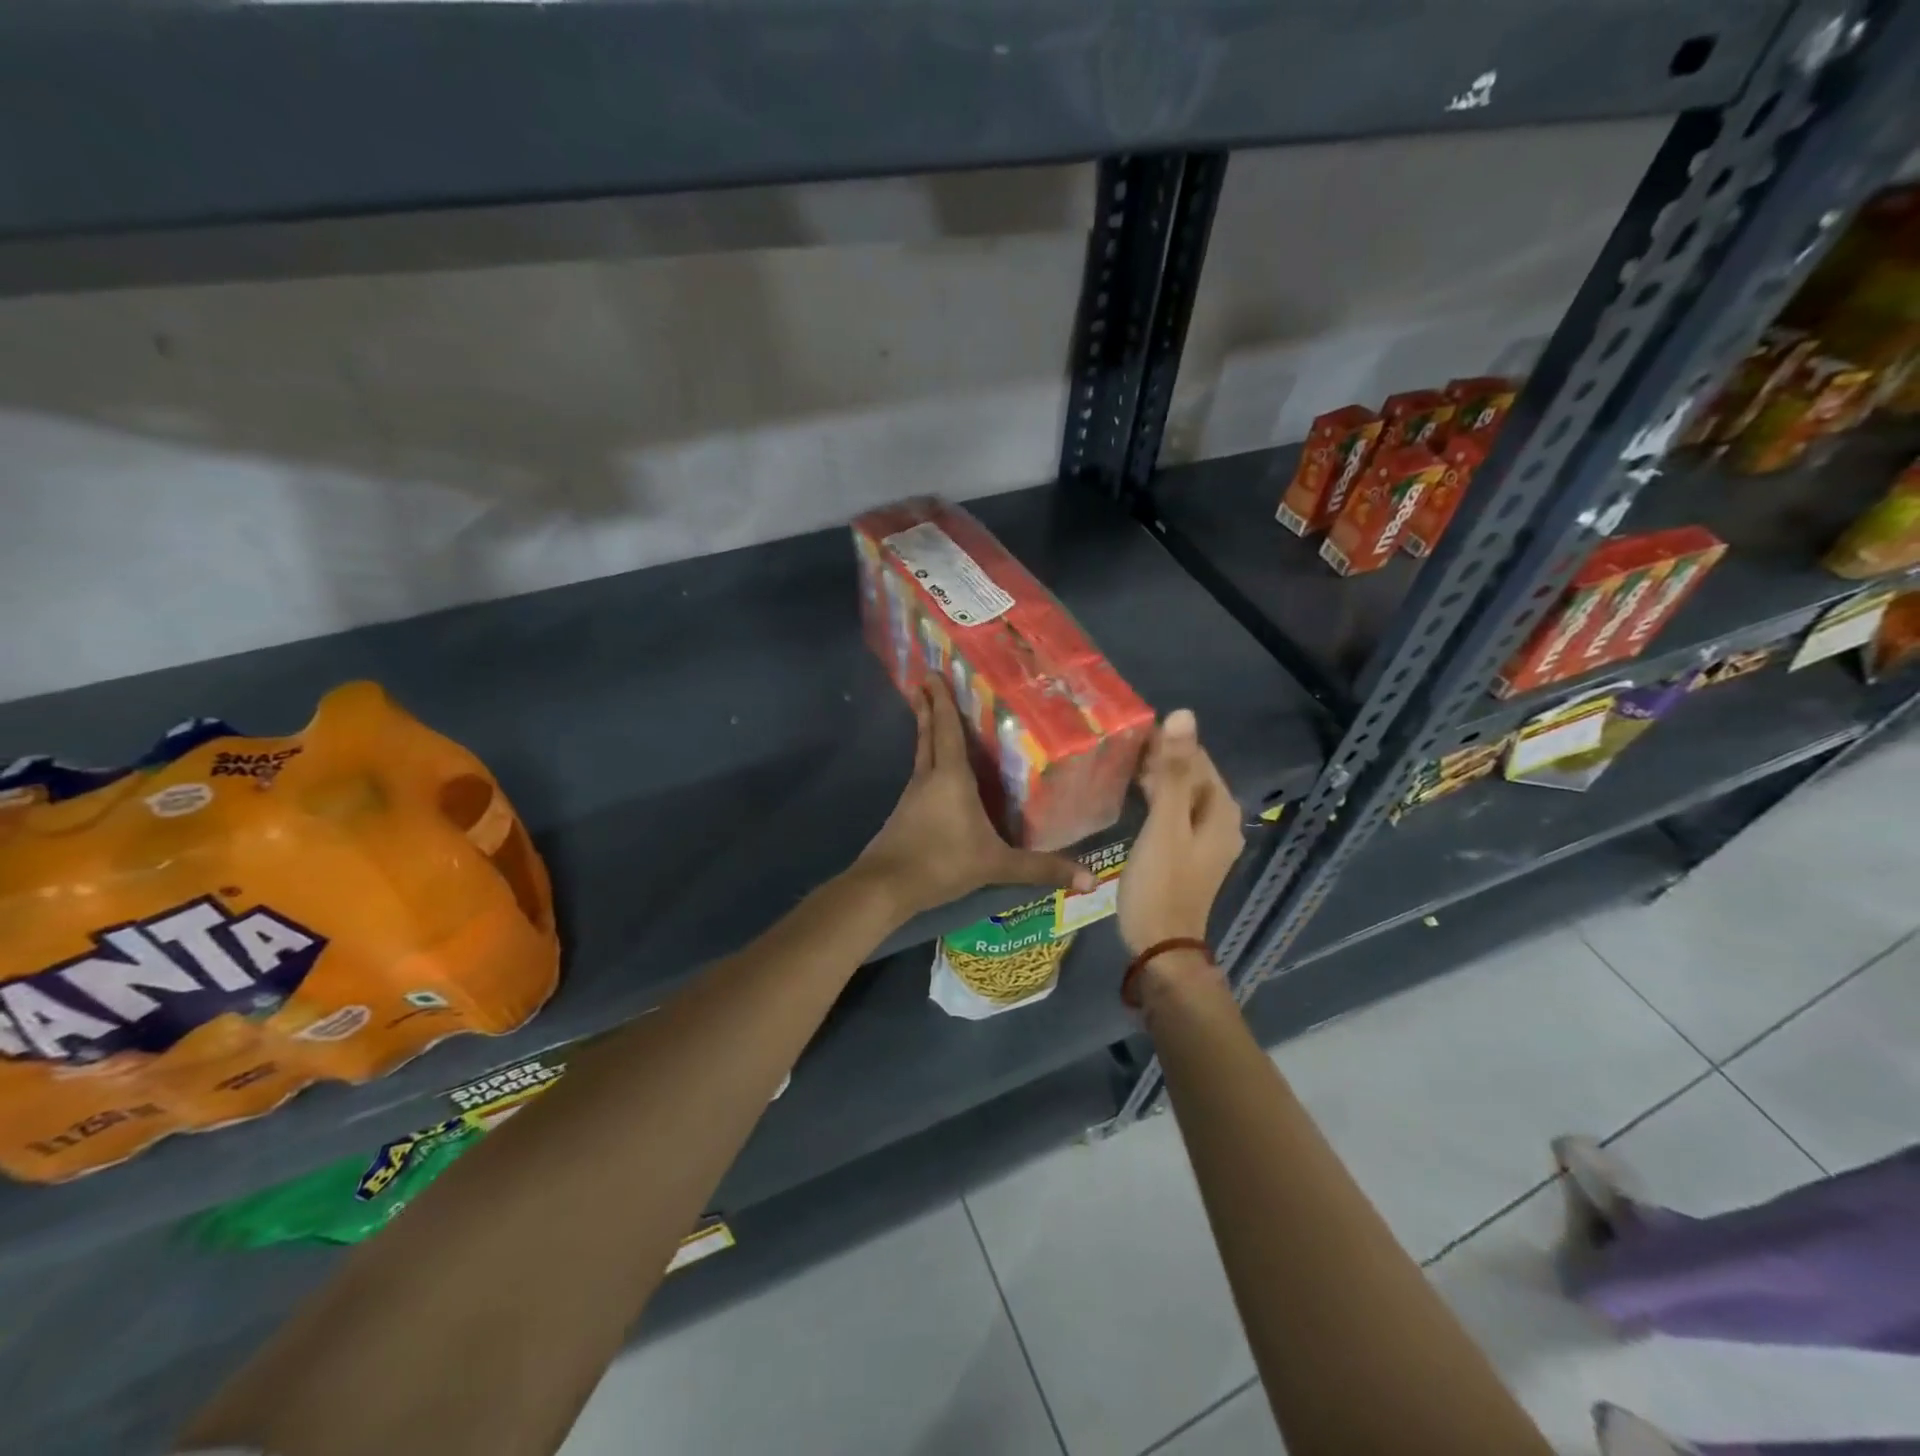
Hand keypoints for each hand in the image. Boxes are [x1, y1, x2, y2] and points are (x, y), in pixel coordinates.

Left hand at [854, 679, 1093, 920]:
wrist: (885, 887)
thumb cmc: (942, 863)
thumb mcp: (995, 866)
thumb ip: (1040, 868)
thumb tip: (1089, 880)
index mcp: (951, 778)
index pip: (948, 730)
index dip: (943, 701)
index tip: (933, 674)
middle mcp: (929, 778)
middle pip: (929, 735)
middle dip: (929, 708)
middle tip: (924, 681)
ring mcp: (912, 796)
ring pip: (921, 754)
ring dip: (926, 732)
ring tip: (930, 714)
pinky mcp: (903, 814)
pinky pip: (919, 777)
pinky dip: (926, 762)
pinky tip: (934, 773)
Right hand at [1117, 709, 1244, 954]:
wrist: (1161, 944)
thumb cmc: (1161, 883)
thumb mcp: (1164, 824)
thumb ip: (1172, 772)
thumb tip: (1183, 714)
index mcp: (1221, 809)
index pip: (1196, 757)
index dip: (1166, 740)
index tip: (1128, 730)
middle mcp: (1221, 820)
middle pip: (1191, 775)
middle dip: (1159, 758)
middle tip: (1117, 746)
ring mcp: (1206, 839)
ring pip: (1181, 794)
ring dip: (1155, 778)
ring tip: (1118, 764)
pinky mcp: (1188, 853)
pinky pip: (1174, 813)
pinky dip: (1156, 800)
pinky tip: (1131, 796)